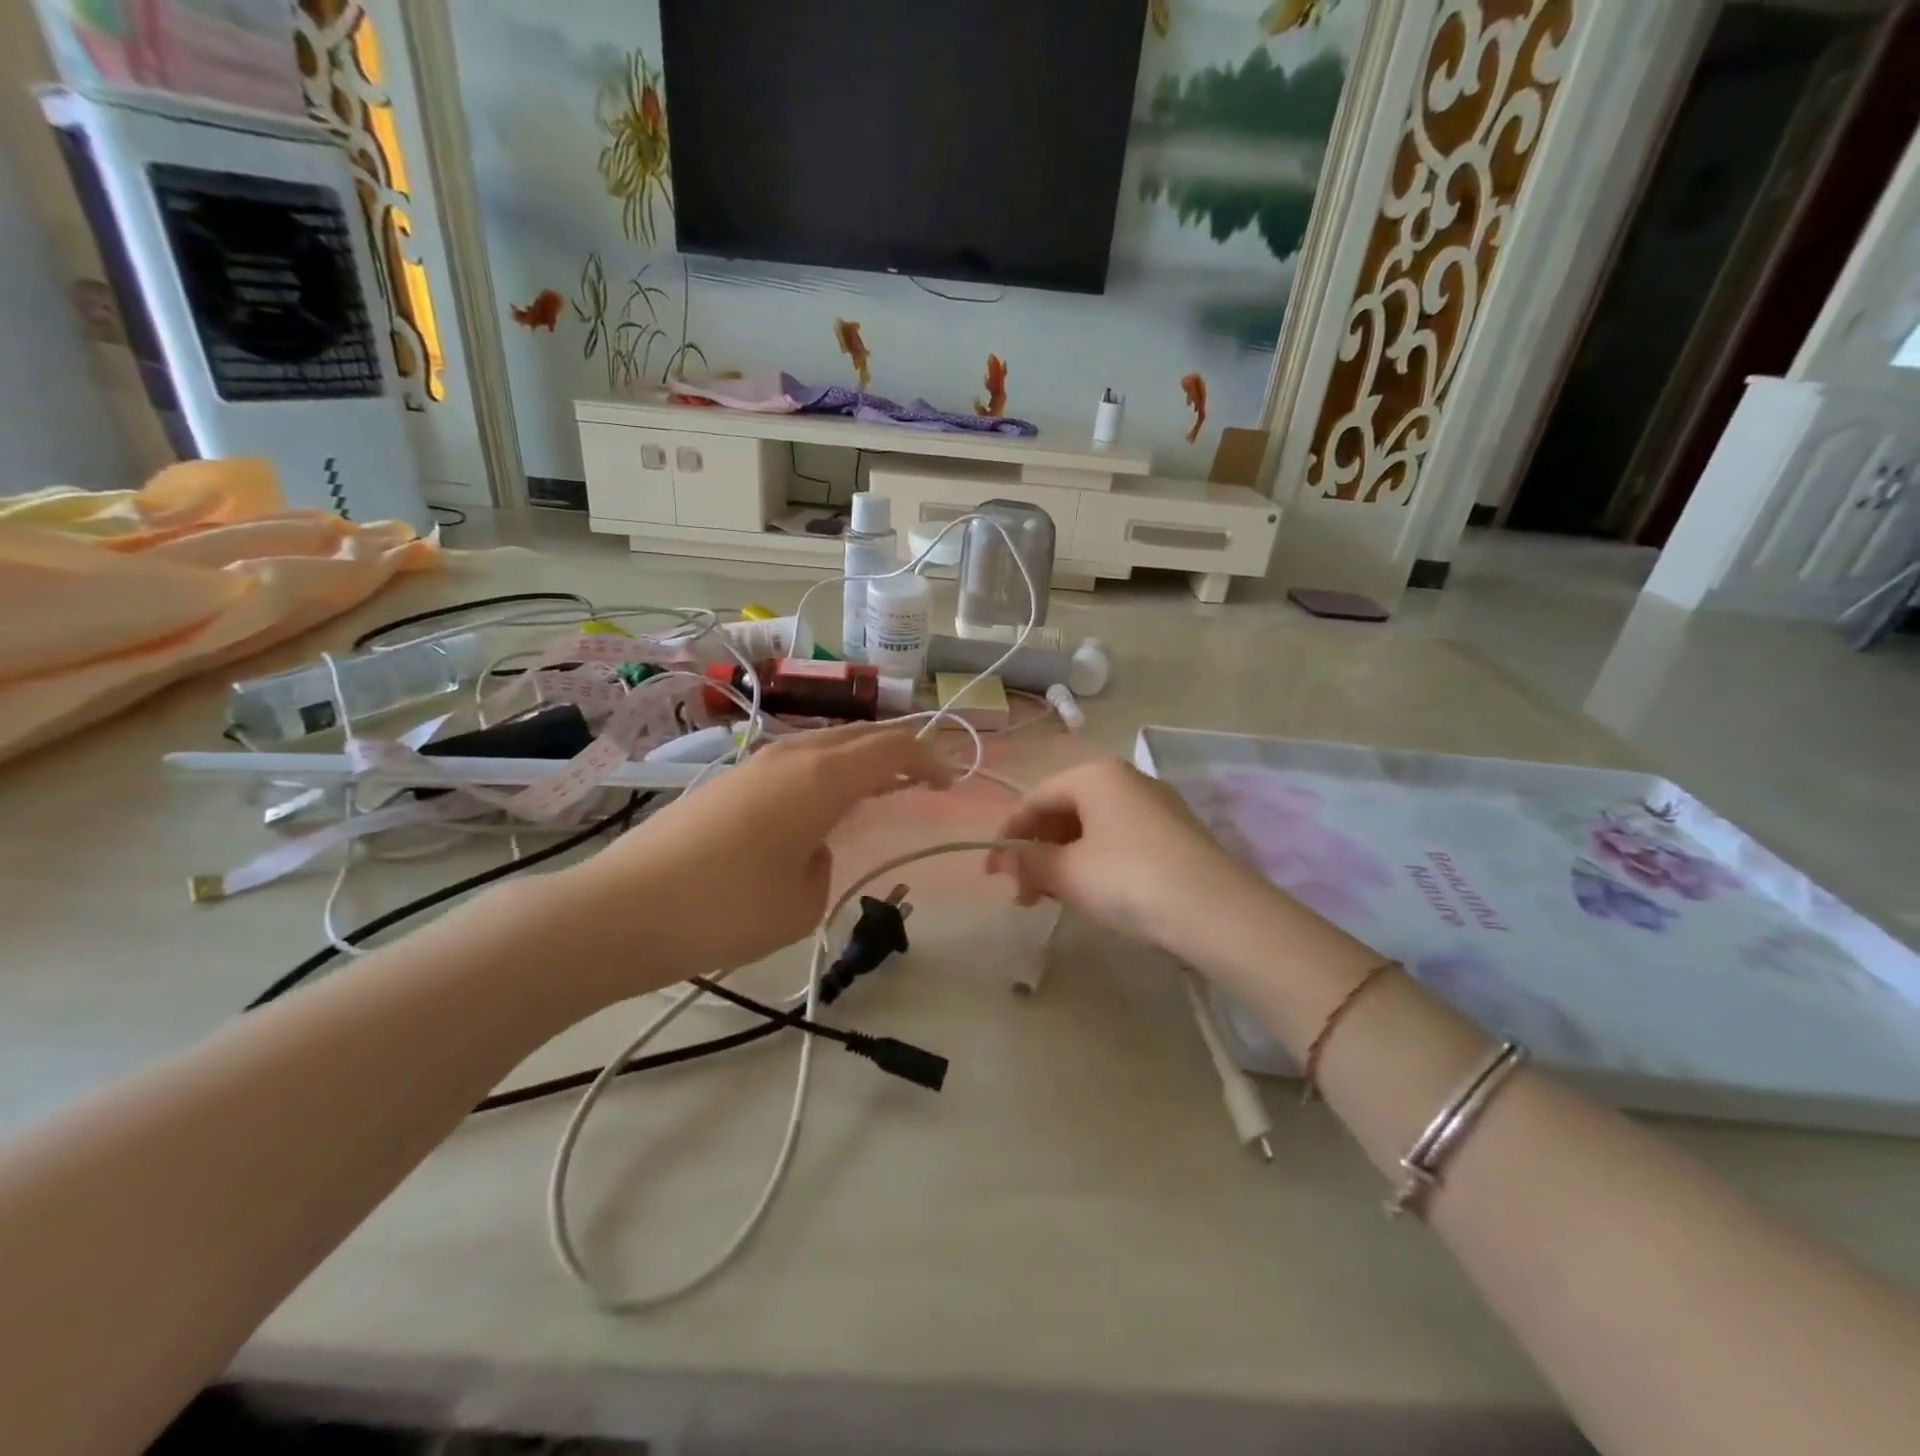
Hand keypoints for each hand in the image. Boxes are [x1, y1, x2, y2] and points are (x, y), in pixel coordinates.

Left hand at [556, 723, 950, 990]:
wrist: (620, 910)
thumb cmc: (724, 909)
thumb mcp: (801, 902)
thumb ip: (825, 865)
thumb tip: (813, 847)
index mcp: (820, 777)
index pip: (892, 747)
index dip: (929, 759)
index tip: (950, 782)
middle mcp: (790, 755)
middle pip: (860, 735)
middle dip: (899, 751)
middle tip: (923, 779)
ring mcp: (754, 764)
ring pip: (825, 744)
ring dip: (860, 759)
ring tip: (878, 789)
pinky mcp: (728, 781)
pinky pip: (795, 761)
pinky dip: (825, 772)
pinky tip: (819, 805)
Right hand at [986, 758, 1267, 955]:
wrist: (1216, 909)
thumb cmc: (1128, 878)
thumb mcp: (1068, 873)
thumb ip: (1028, 863)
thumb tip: (1001, 861)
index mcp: (1094, 775)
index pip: (1034, 799)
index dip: (1007, 836)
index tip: (991, 874)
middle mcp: (1126, 779)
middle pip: (1064, 811)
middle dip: (1037, 851)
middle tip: (1023, 894)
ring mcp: (1156, 805)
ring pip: (1093, 827)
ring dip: (1064, 860)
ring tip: (1054, 898)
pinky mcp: (1176, 833)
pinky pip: (1120, 839)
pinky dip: (1095, 861)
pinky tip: (1094, 893)